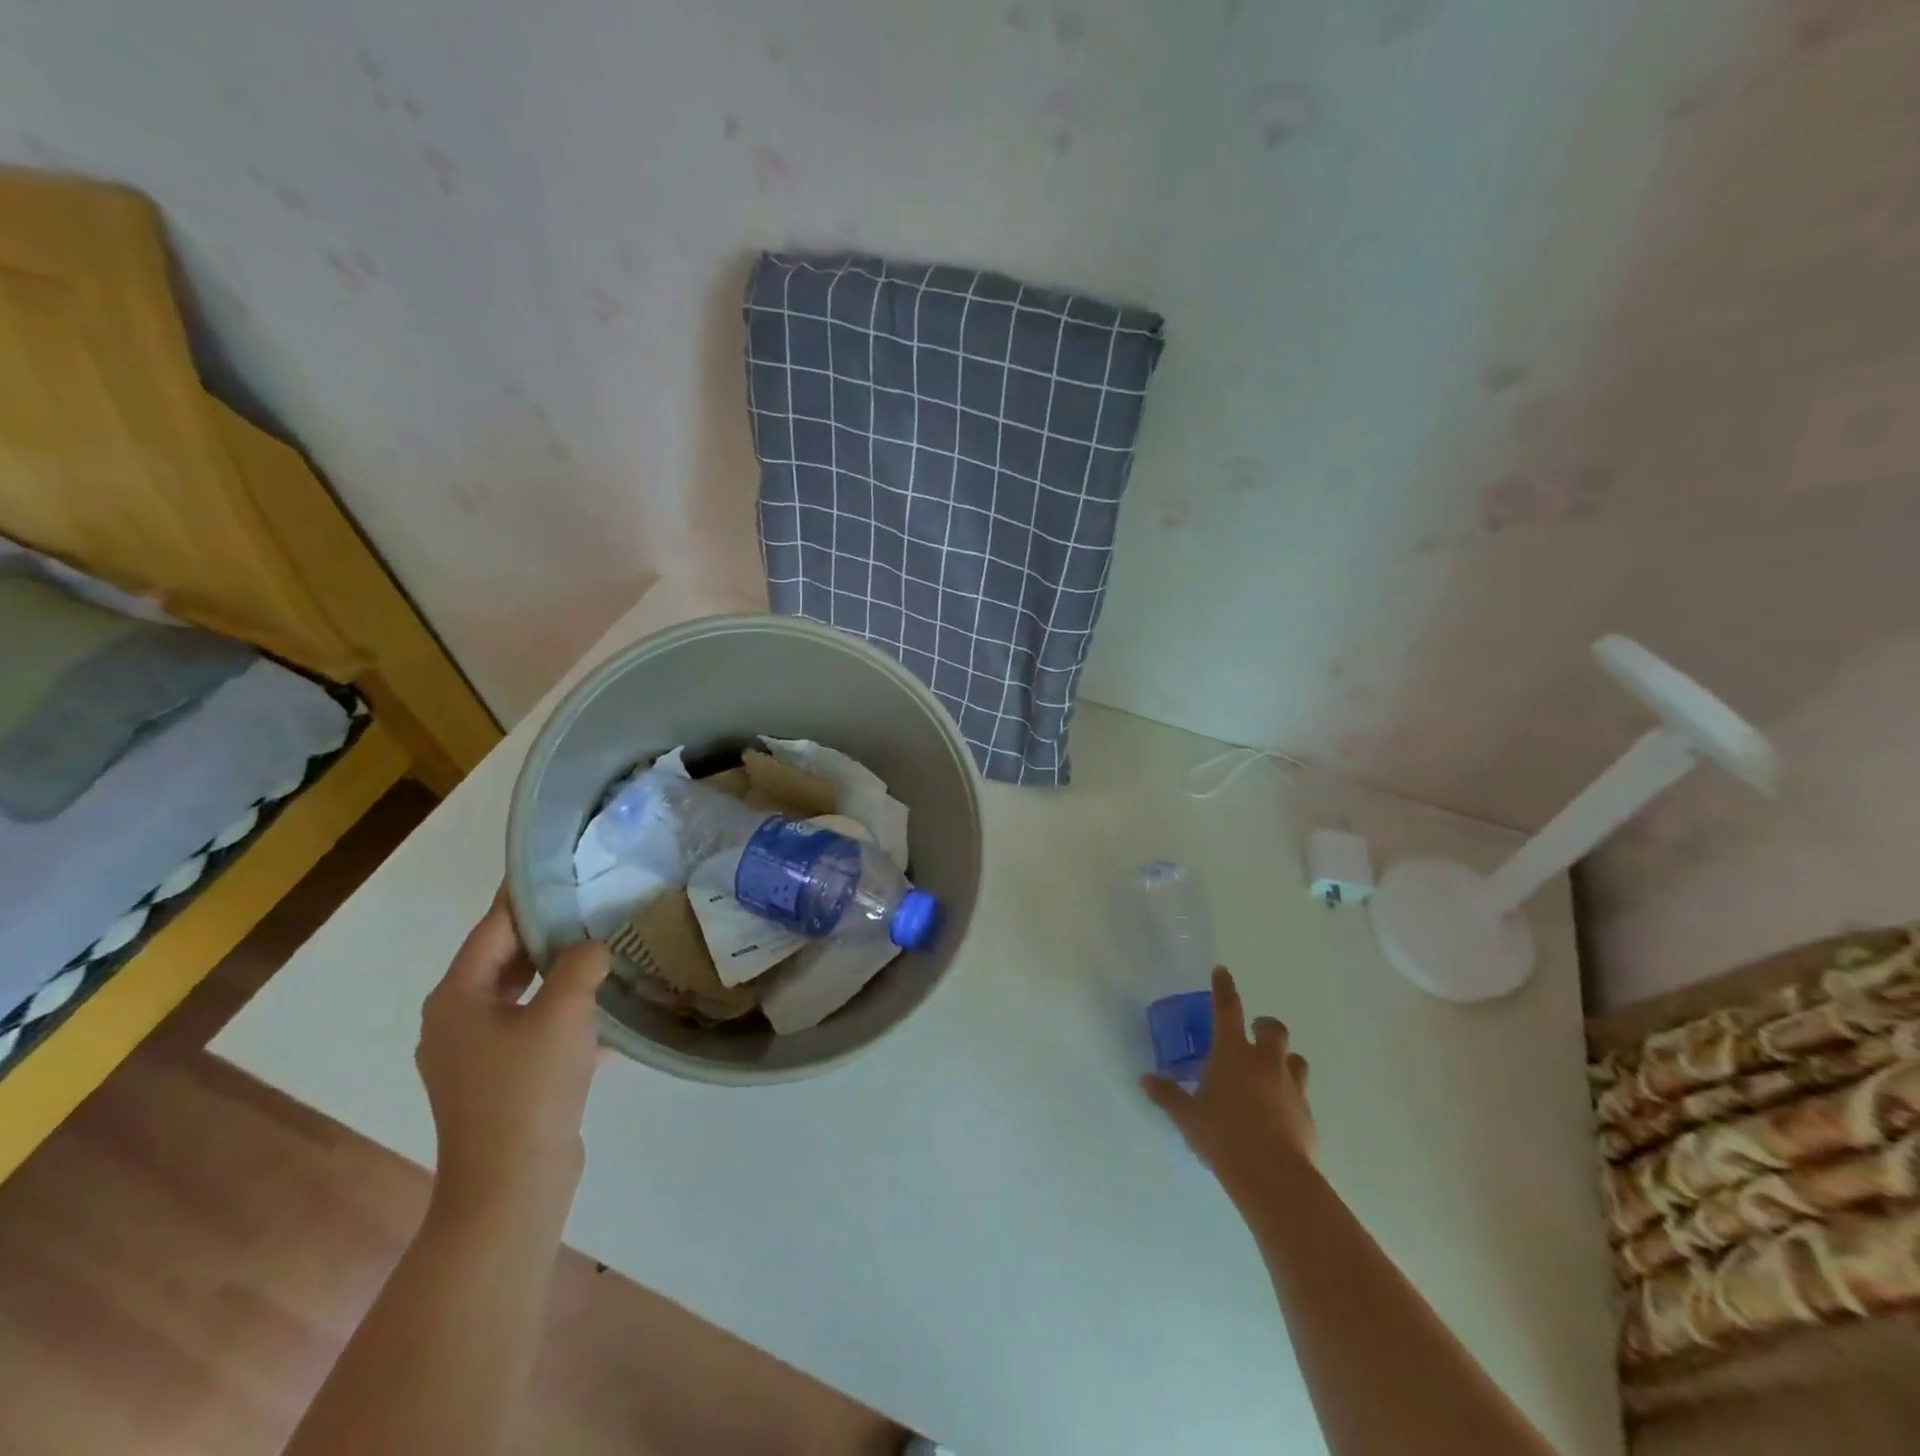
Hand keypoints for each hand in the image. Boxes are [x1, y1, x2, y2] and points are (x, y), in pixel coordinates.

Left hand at [416, 892, 611, 1225]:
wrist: (513, 1185)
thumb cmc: (528, 1087)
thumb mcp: (564, 1012)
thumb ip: (581, 964)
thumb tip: (593, 946)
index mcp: (458, 998)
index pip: (492, 929)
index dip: (524, 897)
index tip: (555, 867)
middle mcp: (458, 1022)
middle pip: (505, 961)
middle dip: (548, 934)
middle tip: (592, 904)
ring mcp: (477, 1056)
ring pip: (524, 997)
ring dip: (561, 976)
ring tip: (605, 949)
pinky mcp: (501, 1082)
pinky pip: (535, 1032)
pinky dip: (566, 1017)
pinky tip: (609, 1012)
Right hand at [1142, 966, 1315, 1193]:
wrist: (1273, 1176)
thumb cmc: (1222, 1135)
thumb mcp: (1187, 1116)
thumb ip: (1167, 1095)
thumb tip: (1145, 1079)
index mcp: (1233, 1052)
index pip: (1227, 1008)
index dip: (1224, 988)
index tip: (1222, 971)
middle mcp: (1265, 1062)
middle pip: (1273, 1029)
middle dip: (1264, 1026)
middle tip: (1253, 1032)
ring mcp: (1291, 1088)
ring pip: (1295, 1060)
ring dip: (1283, 1059)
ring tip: (1269, 1072)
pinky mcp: (1307, 1116)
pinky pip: (1300, 1095)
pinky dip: (1288, 1096)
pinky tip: (1276, 1114)